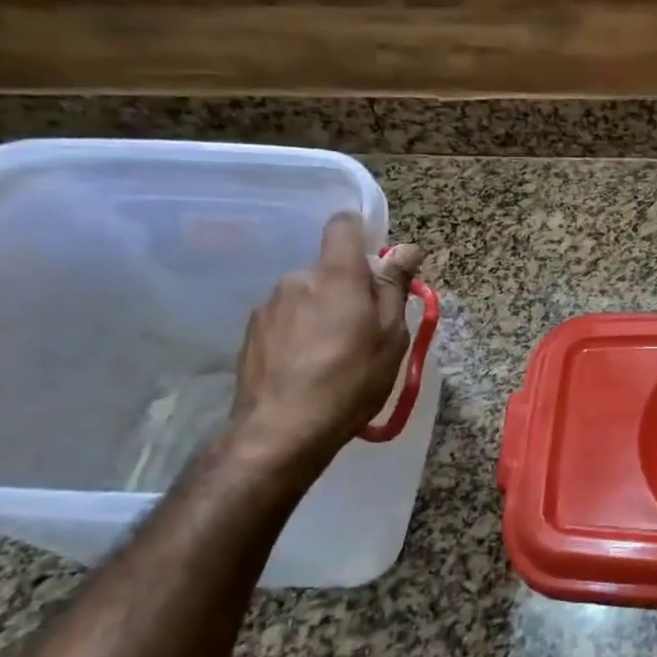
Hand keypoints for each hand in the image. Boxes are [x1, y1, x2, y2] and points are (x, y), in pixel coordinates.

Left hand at [230, 214, 424, 468]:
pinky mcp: (251, 333)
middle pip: (329, 270)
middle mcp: (297, 279)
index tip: (375, 261)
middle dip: (346, 289)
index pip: (342, 226)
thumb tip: (406, 249)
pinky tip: (306, 367)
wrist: (283, 430)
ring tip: (332, 356)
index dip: (359, 233)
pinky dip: (299, 333)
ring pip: (306, 296)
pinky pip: (285, 319)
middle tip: (363, 330)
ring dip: (321, 313)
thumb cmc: (351, 380)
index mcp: (336, 275)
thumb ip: (394, 287)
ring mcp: (269, 306)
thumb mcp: (390, 336)